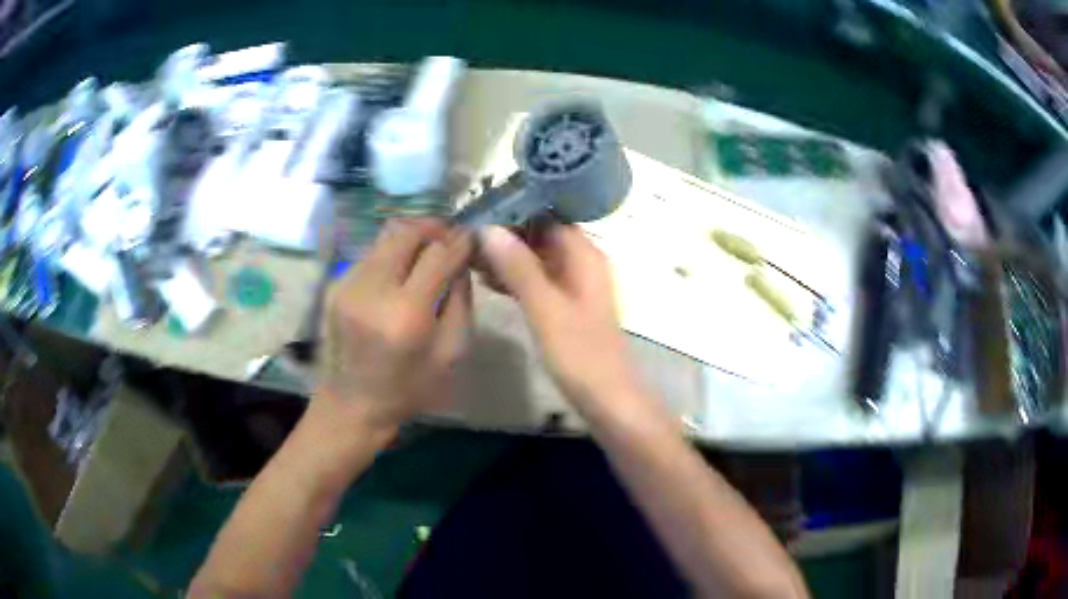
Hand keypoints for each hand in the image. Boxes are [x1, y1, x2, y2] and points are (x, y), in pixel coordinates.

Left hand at [313, 219, 472, 440]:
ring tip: (426, 252)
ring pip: (386, 236)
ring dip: (412, 238)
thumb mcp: (451, 353)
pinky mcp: (334, 284)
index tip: (472, 238)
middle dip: (434, 228)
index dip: (460, 240)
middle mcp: (372, 290)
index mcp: (407, 314)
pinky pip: (370, 253)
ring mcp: (347, 284)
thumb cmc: (408, 387)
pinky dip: (391, 254)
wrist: (352, 404)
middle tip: (449, 239)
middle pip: (407, 232)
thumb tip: (461, 260)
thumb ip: (461, 300)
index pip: (438, 253)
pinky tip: (400, 273)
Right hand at [478, 224, 649, 418]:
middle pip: (541, 234)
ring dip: (507, 255)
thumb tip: (488, 227)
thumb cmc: (580, 353)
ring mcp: (574, 285)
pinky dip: (515, 277)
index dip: (515, 209)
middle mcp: (582, 263)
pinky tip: (487, 280)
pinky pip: (537, 280)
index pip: (548, 216)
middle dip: (506, 233)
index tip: (479, 209)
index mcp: (585, 255)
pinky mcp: (565, 306)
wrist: (607, 399)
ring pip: (536, 258)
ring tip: (469, 255)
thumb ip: (518, 267)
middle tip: (466, 234)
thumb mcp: (545, 308)